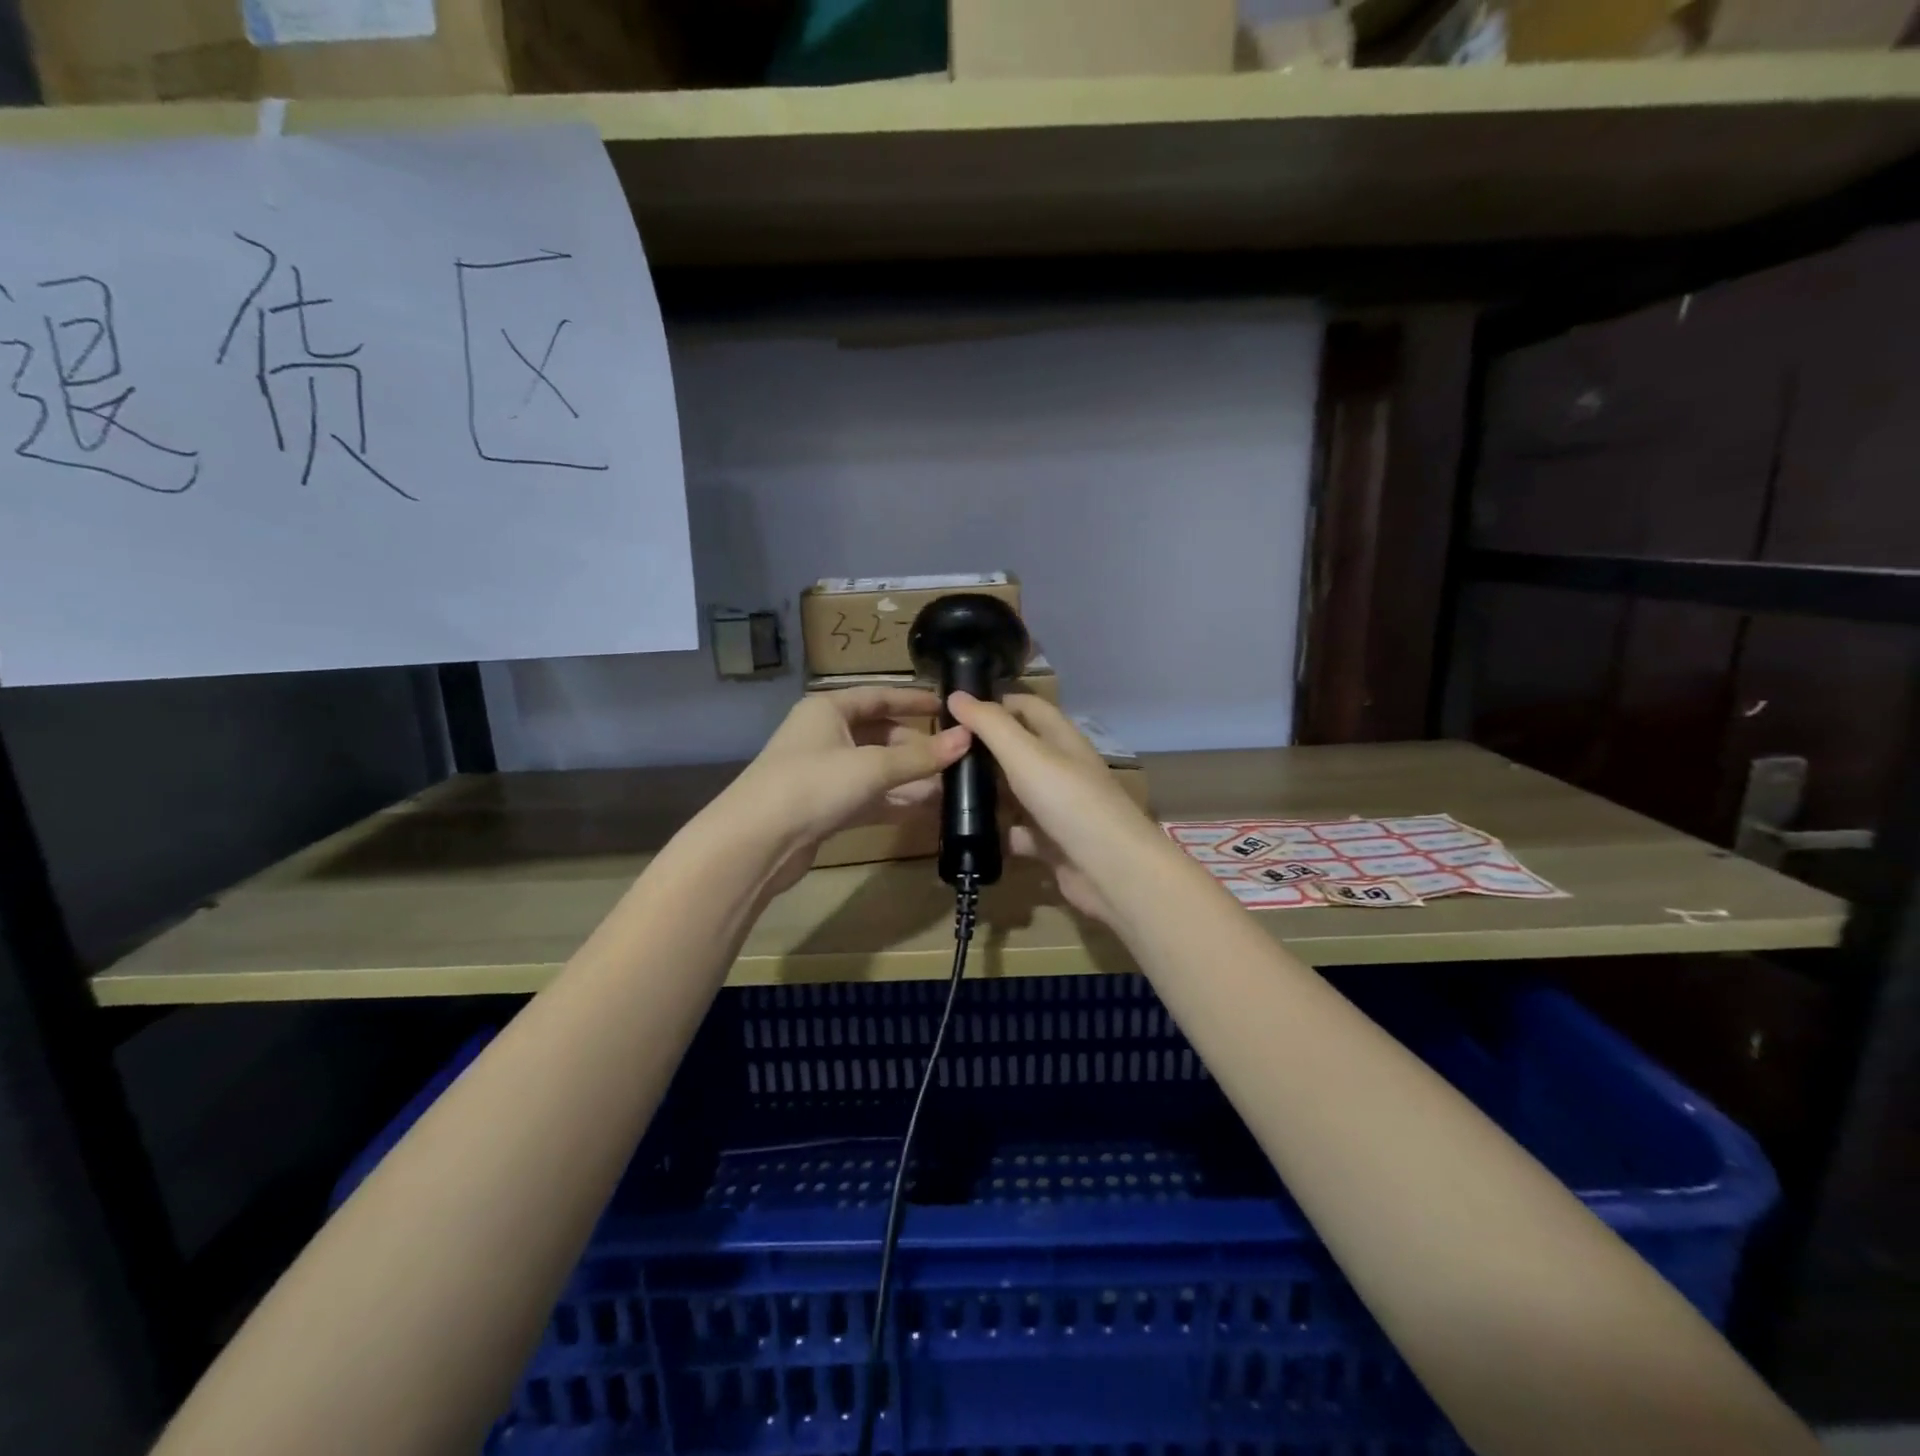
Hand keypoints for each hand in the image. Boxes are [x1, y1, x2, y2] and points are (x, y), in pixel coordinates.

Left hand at [722, 688, 971, 892]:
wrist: (756, 842)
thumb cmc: (813, 785)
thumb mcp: (872, 766)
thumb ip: (921, 757)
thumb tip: (967, 739)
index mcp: (828, 709)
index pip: (879, 697)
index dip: (914, 701)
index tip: (948, 707)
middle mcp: (825, 735)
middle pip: (880, 735)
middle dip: (917, 748)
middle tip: (955, 759)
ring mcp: (823, 773)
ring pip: (876, 769)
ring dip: (909, 778)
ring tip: (950, 787)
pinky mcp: (824, 807)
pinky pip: (868, 797)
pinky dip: (894, 801)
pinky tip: (925, 809)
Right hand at [945, 692, 1161, 923]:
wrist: (1112, 871)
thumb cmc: (1069, 801)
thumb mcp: (1025, 755)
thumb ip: (990, 725)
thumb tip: (956, 695)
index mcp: (1061, 739)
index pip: (1028, 707)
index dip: (996, 702)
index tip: (955, 708)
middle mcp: (1061, 769)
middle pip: (1018, 750)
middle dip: (983, 749)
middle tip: (940, 751)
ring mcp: (1057, 808)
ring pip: (1015, 793)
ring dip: (986, 792)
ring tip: (941, 790)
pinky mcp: (1051, 843)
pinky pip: (1017, 832)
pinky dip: (996, 833)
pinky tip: (965, 833)